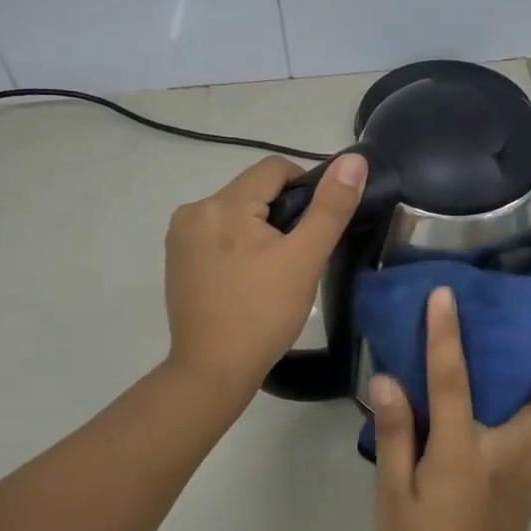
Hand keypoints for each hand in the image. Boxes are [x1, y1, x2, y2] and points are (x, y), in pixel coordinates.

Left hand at [164, 154, 365, 395]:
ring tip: (273, 270)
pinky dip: (238, 243)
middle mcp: (194, 210)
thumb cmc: (263, 314)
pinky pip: (217, 232)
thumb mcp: (305, 259)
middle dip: (281, 213)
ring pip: (236, 212)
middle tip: (297, 256)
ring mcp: (180, 235)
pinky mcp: (176, 258)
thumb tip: (354, 160)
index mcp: (223, 204)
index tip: (315, 227)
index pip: (274, 169)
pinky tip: (247, 277)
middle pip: (253, 190)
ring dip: (260, 228)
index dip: (305, 187)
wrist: (213, 370)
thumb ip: (331, 207)